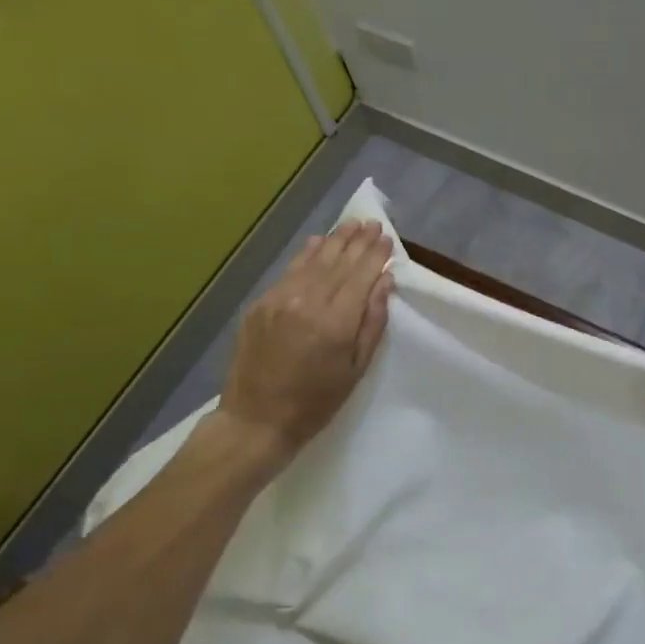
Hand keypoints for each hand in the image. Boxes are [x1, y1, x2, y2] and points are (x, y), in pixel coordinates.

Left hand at [212, 220, 394, 474]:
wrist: (256, 419)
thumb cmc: (316, 402)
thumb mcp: (356, 368)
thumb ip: (372, 322)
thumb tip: (383, 282)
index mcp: (334, 322)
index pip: (361, 275)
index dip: (376, 254)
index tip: (387, 238)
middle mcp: (306, 301)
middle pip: (338, 261)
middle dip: (358, 241)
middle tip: (372, 223)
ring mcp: (279, 299)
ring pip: (312, 260)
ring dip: (334, 240)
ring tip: (351, 225)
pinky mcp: (260, 304)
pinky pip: (289, 271)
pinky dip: (307, 254)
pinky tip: (318, 242)